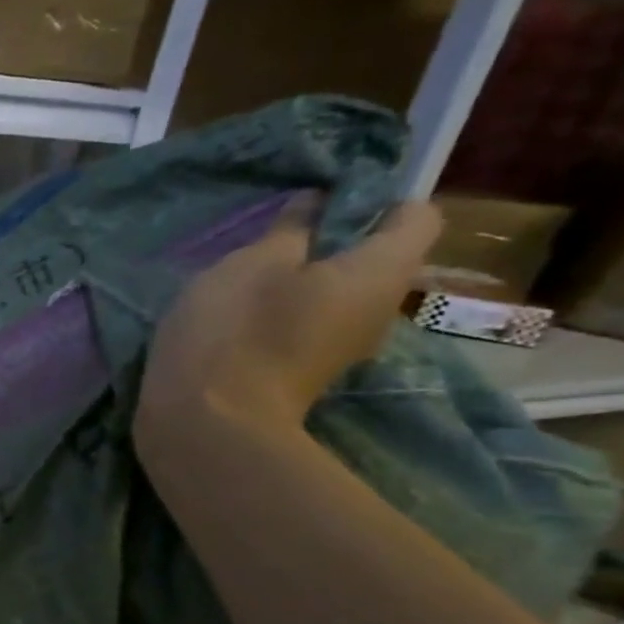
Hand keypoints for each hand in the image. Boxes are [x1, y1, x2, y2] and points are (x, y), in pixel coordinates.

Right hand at [137, 193, 442, 445]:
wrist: (208, 424)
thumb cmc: (236, 330)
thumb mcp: (253, 263)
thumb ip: (289, 229)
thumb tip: (315, 204)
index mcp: (380, 272)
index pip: (416, 215)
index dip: (377, 198)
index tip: (323, 200)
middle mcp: (379, 310)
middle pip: (373, 259)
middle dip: (332, 242)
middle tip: (273, 239)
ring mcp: (343, 348)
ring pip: (337, 294)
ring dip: (300, 280)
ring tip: (248, 278)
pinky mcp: (306, 372)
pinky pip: (310, 324)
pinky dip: (283, 312)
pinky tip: (240, 317)